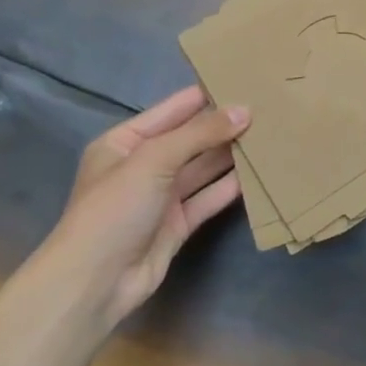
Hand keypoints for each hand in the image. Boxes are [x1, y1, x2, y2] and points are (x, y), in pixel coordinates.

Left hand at [42, 85, 248, 327]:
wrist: (93, 284)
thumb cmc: (114, 208)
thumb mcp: (154, 159)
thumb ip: (200, 133)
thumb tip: (245, 111)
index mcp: (125, 142)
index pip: (173, 110)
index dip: (206, 95)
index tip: (245, 80)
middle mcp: (143, 165)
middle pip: (191, 138)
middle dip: (224, 125)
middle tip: (268, 108)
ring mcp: (161, 197)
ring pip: (203, 168)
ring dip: (231, 154)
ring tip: (271, 134)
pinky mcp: (177, 224)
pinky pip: (208, 198)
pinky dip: (231, 186)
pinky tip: (259, 173)